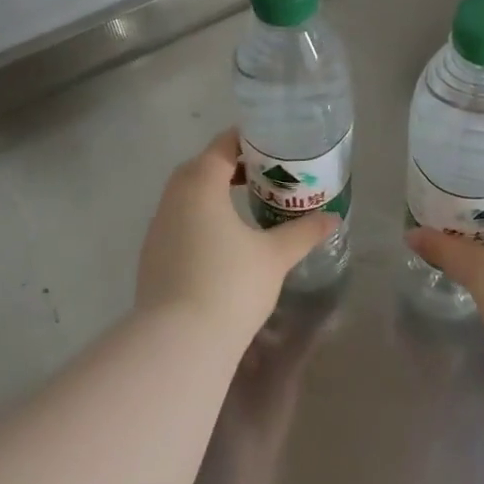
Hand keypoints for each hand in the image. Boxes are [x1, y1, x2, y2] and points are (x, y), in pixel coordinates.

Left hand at [136, 130, 335, 343]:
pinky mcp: (151, 255)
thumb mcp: (275, 256)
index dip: (248, 140)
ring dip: (214, 193)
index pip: (223, 146)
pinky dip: (200, 218)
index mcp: (200, 183)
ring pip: (188, 196)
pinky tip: (222, 242)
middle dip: (232, 166)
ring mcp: (157, 227)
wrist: (178, 343)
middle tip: (265, 175)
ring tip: (246, 206)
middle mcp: (173, 198)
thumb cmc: (230, 285)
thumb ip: (303, 232)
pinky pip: (179, 221)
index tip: (274, 146)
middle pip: (202, 167)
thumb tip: (332, 218)